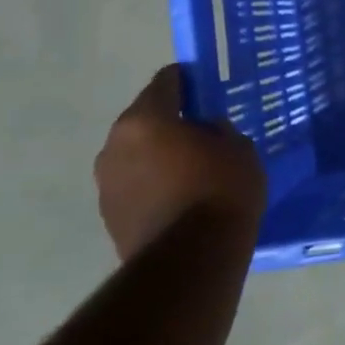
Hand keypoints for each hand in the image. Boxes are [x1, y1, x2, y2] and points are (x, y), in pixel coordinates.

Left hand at [94, 66, 266, 260]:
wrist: (190, 263)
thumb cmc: (219, 191)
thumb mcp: (238, 147)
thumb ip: (218, 130)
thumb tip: (205, 131)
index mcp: (144, 119)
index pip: (166, 81)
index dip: (189, 80)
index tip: (207, 89)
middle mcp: (115, 145)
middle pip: (146, 119)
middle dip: (171, 122)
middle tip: (203, 133)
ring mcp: (106, 183)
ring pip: (137, 155)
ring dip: (159, 156)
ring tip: (192, 171)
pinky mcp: (109, 217)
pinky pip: (135, 185)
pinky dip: (153, 185)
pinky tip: (180, 199)